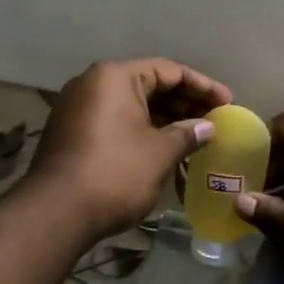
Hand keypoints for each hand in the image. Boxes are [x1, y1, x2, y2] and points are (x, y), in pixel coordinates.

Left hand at [27, 58, 231, 239]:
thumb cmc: (115, 173)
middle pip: (148, 84)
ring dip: (163, 118)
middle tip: (214, 119)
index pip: (169, 70)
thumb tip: (207, 127)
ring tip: (194, 135)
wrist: (55, 213)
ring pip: (131, 104)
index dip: (202, 86)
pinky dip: (141, 129)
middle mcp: (93, 84)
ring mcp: (77, 108)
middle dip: (183, 101)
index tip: (227, 103)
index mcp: (115, 77)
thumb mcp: (160, 153)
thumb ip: (187, 134)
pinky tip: (164, 147)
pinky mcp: (71, 132)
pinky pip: (115, 120)